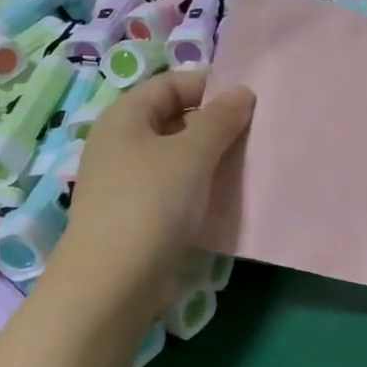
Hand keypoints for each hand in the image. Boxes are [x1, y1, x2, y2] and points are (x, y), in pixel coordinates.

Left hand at [53, 72, 254, 327]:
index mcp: (125, 117)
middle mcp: (121, 143)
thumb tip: (243, 92)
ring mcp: (126, 182)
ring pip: (176, 157)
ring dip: (210, 159)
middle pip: (173, 119)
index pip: (171, 84)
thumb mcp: (191, 154)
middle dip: (214, 124)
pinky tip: (224, 199)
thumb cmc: (151, 204)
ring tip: (246, 166)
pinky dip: (199, 188)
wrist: (113, 282)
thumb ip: (220, 119)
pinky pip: (173, 188)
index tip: (249, 102)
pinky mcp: (136, 215)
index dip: (209, 86)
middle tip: (254, 135)